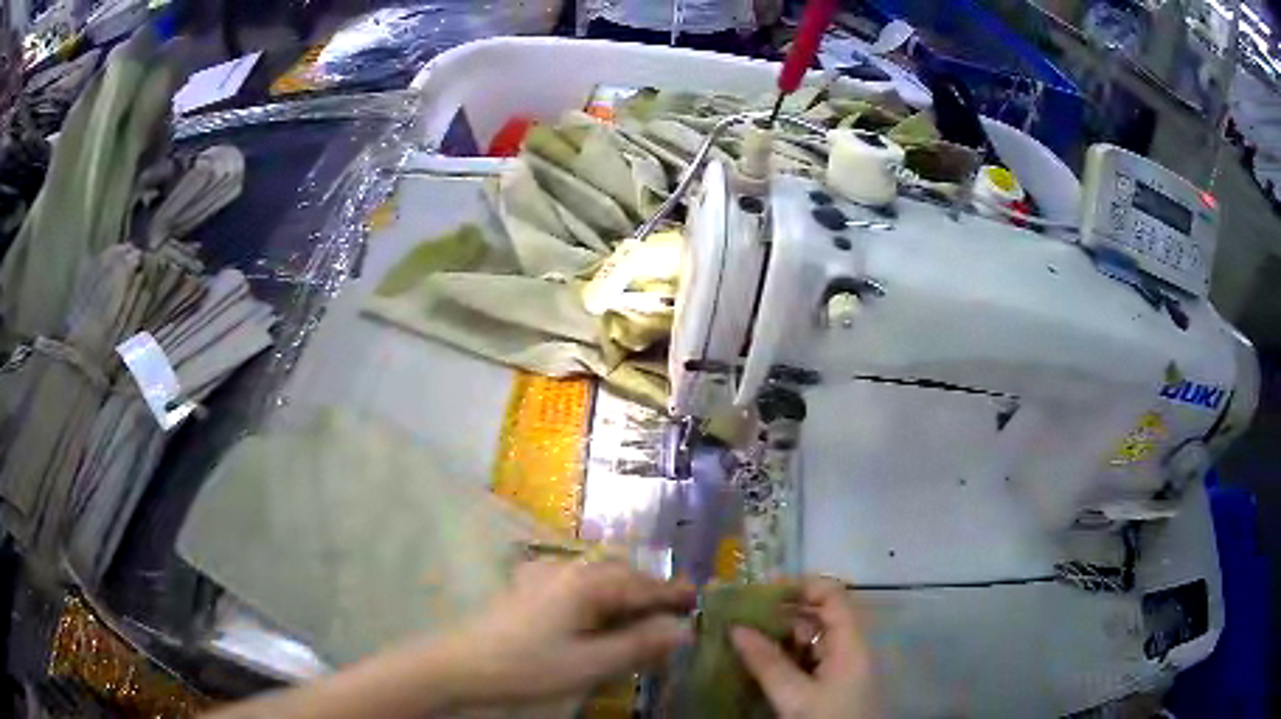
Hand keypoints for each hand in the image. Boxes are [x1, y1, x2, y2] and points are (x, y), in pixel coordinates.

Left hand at [434, 560, 696, 707]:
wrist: (461, 664)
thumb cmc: (528, 666)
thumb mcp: (589, 664)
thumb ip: (638, 646)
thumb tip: (682, 630)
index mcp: (587, 584)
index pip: (642, 585)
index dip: (672, 593)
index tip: (699, 598)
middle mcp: (569, 570)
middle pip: (622, 574)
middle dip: (649, 590)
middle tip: (673, 611)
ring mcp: (545, 575)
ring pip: (598, 575)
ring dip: (624, 590)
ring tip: (640, 612)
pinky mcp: (529, 587)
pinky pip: (576, 581)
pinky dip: (597, 592)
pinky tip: (594, 609)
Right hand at [731, 577, 876, 717]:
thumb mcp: (795, 696)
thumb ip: (767, 663)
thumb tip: (735, 627)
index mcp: (850, 643)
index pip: (832, 595)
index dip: (800, 586)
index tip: (760, 589)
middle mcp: (849, 649)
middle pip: (819, 616)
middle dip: (781, 612)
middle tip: (741, 614)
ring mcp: (841, 668)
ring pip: (811, 640)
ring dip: (779, 636)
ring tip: (742, 635)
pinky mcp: (832, 685)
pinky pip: (808, 660)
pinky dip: (784, 656)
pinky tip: (759, 662)